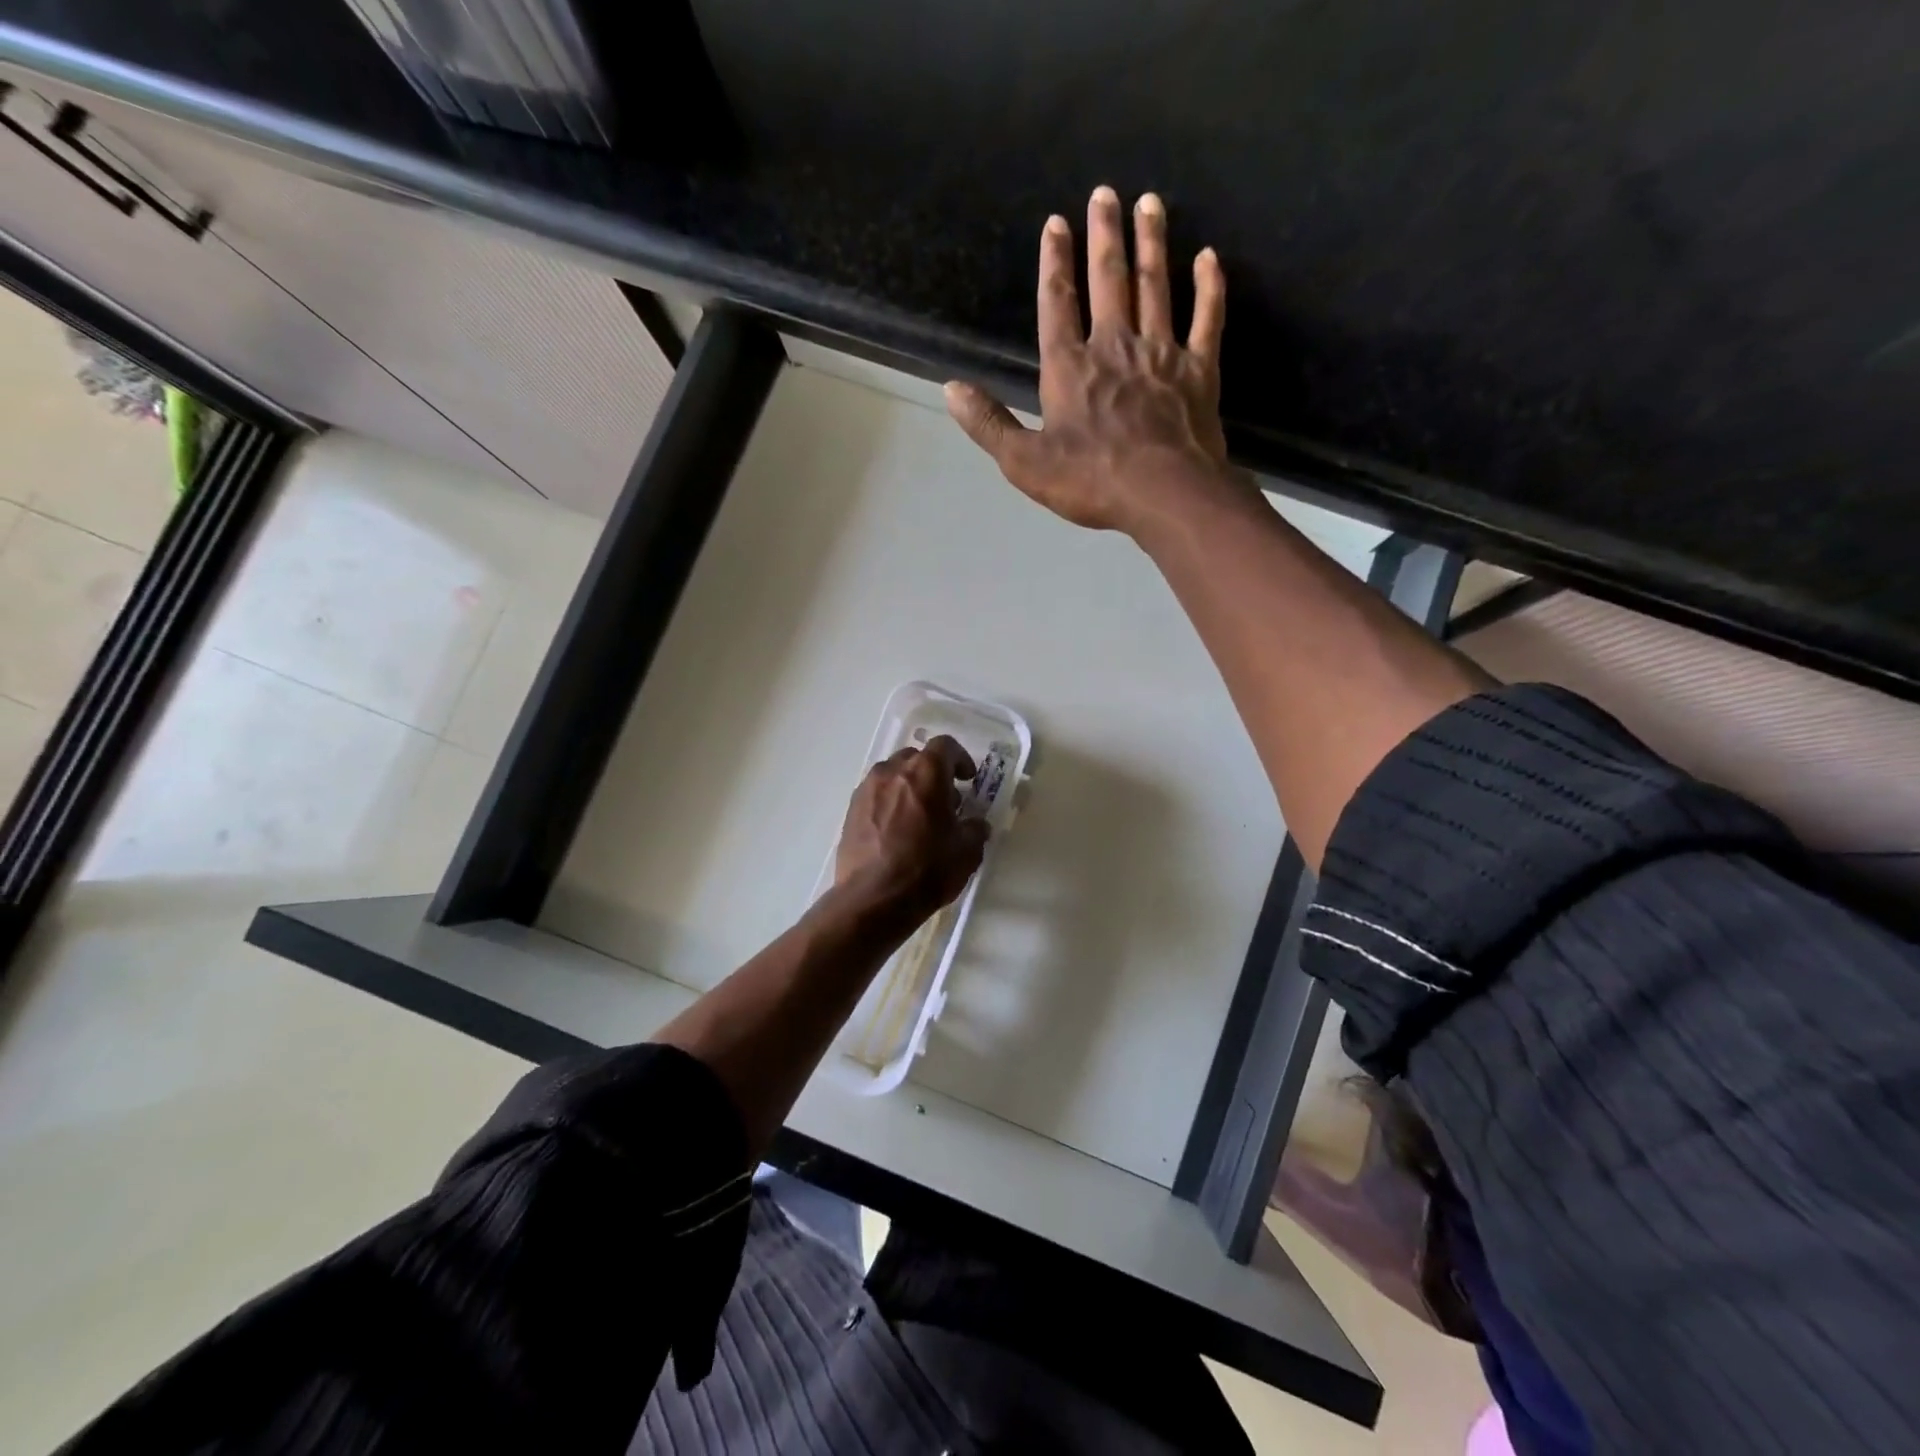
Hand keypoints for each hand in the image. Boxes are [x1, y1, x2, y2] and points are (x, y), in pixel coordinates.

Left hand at [834, 735, 989, 920]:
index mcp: (926, 772)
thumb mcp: (966, 852)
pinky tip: (896, 831)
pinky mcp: (851, 810)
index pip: (945, 746)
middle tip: (945, 801)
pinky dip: (889, 803)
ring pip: (893, 775)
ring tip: (919, 817)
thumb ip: (975, 829)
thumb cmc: (927, 869)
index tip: (967, 779)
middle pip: (916, 758)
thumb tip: (976, 824)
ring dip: (909, 787)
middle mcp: (893, 771)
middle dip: (933, 774)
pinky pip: (876, 795)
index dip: (960, 759)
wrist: (874, 899)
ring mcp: (867, 789)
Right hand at [945, 186, 1237, 538]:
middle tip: (1106, 192)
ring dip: (1151, 244)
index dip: (1054, 262)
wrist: (1164, 494)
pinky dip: (1208, 287)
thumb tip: (950, 390)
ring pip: (1155, 287)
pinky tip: (1208, 258)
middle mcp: (1115, 347)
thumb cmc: (1090, 480)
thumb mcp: (1024, 462)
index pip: (1057, 303)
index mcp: (1070, 368)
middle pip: (1108, 280)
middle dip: (1105, 234)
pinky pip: (1207, 319)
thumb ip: (988, 424)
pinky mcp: (1199, 371)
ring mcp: (1161, 354)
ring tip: (1150, 203)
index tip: (1056, 223)